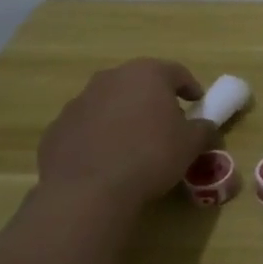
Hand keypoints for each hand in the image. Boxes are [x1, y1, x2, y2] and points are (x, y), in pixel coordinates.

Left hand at [37, 59, 211, 204]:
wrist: (88, 191)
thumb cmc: (150, 156)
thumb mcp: (191, 144)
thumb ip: (204, 129)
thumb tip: (205, 127)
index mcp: (147, 74)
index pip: (177, 72)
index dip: (190, 87)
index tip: (198, 103)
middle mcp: (111, 79)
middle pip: (139, 83)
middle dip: (153, 99)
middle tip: (165, 122)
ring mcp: (79, 102)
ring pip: (110, 103)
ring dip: (123, 116)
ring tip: (133, 144)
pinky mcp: (57, 128)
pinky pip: (86, 126)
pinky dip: (98, 136)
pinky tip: (106, 160)